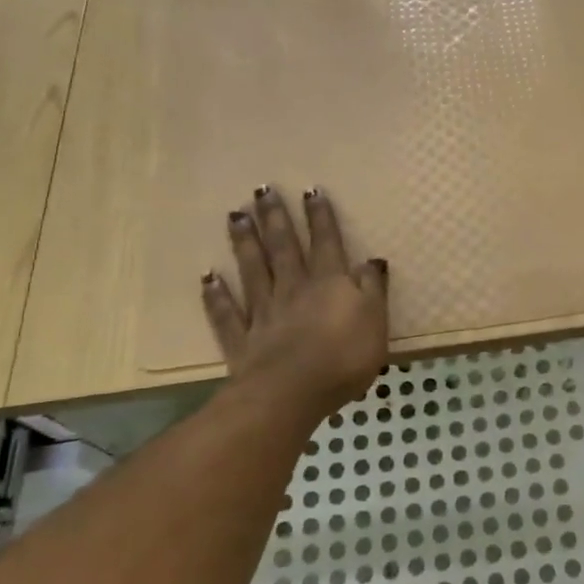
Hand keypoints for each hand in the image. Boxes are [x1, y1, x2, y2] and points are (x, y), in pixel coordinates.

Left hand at [201, 186, 388, 421]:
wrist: (292, 393)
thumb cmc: (344, 357)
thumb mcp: (375, 321)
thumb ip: (372, 289)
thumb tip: (371, 260)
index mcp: (329, 283)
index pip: (326, 242)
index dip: (320, 217)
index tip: (309, 190)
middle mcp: (294, 289)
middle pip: (284, 248)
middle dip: (275, 218)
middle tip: (261, 190)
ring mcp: (264, 313)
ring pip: (253, 271)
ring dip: (245, 243)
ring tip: (235, 216)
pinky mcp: (243, 341)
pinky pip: (227, 314)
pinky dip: (217, 295)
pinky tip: (208, 278)